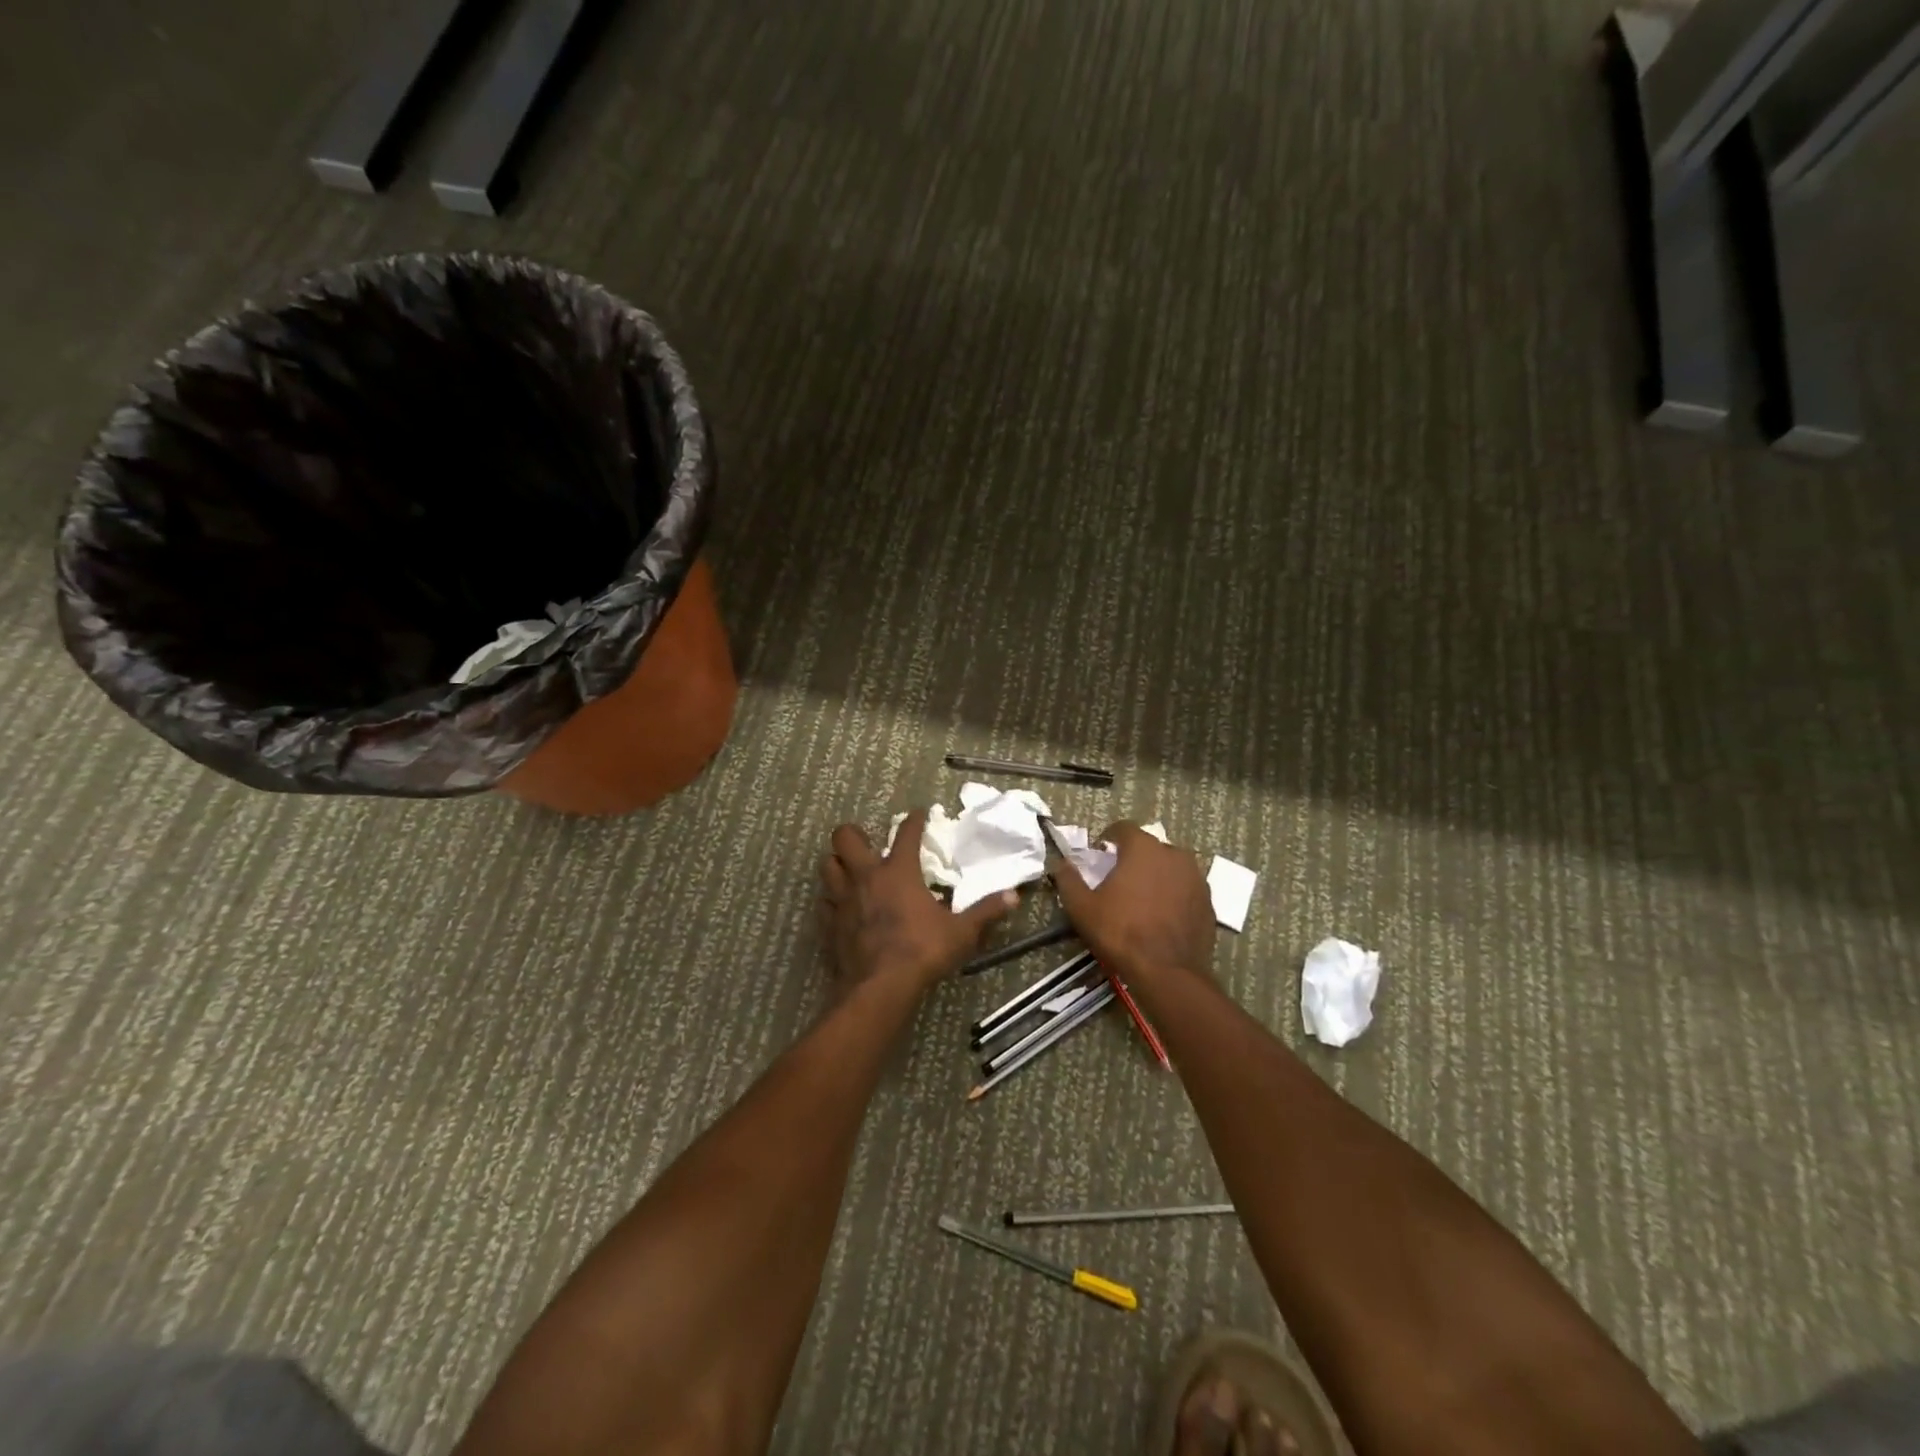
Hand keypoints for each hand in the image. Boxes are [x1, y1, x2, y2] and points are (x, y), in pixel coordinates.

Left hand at [818, 811, 1015, 993]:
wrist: (879, 988)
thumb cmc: (922, 952)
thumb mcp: (961, 932)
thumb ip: (985, 912)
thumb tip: (1013, 896)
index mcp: (898, 872)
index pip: (906, 833)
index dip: (913, 820)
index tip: (918, 813)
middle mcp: (866, 877)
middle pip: (845, 838)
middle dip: (853, 834)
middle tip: (866, 841)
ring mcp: (843, 900)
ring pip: (827, 866)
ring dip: (836, 864)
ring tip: (849, 870)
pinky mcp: (829, 924)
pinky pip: (824, 903)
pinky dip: (831, 900)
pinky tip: (841, 907)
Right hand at [1049, 823, 1214, 980]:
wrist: (1169, 972)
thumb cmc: (1121, 933)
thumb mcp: (1082, 908)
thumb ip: (1068, 880)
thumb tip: (1060, 864)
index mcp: (1143, 848)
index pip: (1123, 828)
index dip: (1108, 838)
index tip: (1099, 856)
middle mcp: (1174, 854)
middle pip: (1149, 846)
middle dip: (1133, 857)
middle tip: (1118, 880)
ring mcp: (1196, 877)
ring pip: (1170, 866)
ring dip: (1155, 874)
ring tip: (1142, 898)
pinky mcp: (1208, 901)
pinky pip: (1185, 888)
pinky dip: (1173, 894)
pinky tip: (1162, 915)